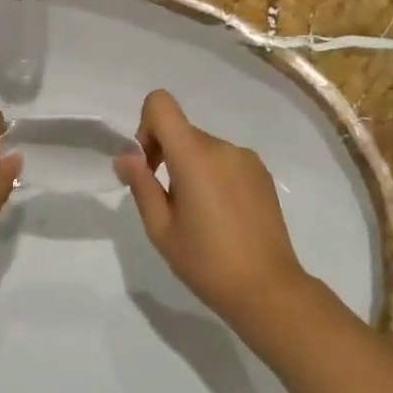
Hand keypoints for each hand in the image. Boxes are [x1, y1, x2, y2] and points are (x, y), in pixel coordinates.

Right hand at [113, 90, 309, 324]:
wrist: (267, 289)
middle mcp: (223, 147)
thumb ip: (141, 185)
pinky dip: (213, 176)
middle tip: (166, 203)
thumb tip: (125, 157)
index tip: (149, 166)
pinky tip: (220, 216)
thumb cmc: (206, 262)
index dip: (146, 127)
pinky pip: (225, 161)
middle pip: (181, 131)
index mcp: (195, 156)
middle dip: (165, 155)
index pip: (161, 104)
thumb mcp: (161, 229)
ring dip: (190, 168)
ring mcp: (247, 159)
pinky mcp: (262, 175)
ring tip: (197, 215)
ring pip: (203, 148)